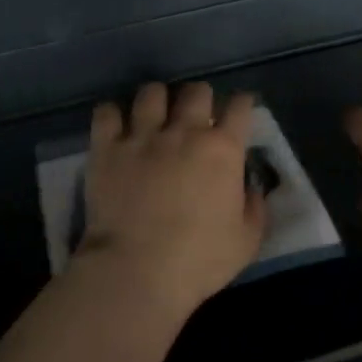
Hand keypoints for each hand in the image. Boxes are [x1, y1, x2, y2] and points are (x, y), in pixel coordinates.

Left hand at [77, 82, 266, 314]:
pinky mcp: (106, 148)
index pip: (240, 106)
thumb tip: (250, 187)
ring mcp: (142, 136)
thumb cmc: (199, 260)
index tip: (239, 111)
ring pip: (151, 92)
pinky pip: (106, 112)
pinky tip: (116, 126)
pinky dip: (112, 114)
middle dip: (200, 98)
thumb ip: (254, 207)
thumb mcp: (247, 241)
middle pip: (196, 90)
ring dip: (158, 100)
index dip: (242, 104)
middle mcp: (184, 132)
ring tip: (155, 116)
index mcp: (223, 149)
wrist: (136, 271)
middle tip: (196, 117)